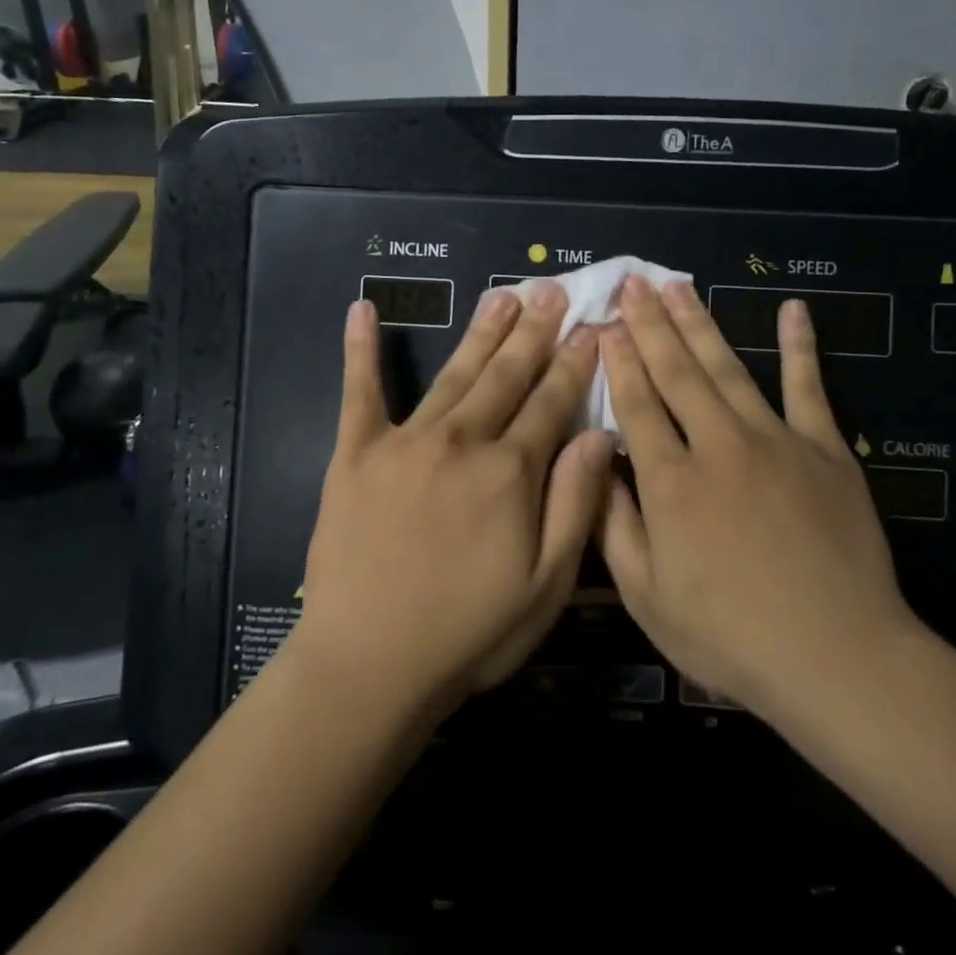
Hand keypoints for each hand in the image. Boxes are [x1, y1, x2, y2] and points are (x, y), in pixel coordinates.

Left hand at [290, 282, 615, 715]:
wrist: (369, 665)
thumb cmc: (468, 634)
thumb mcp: (546, 585)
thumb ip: (575, 503)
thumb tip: (600, 434)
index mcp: (510, 473)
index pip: (551, 403)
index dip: (574, 364)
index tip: (592, 327)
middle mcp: (461, 442)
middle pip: (506, 376)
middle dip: (535, 331)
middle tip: (551, 289)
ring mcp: (405, 442)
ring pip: (454, 374)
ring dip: (481, 332)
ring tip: (502, 296)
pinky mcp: (355, 454)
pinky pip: (360, 392)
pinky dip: (360, 350)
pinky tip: (363, 310)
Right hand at [597, 276, 927, 721]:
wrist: (836, 656)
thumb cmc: (730, 636)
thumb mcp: (647, 597)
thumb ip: (615, 526)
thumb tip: (597, 465)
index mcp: (670, 482)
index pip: (636, 404)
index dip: (618, 361)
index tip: (605, 324)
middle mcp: (717, 445)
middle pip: (676, 372)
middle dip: (650, 324)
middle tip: (634, 283)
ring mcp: (776, 441)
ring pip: (728, 368)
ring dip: (700, 323)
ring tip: (678, 285)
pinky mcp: (826, 449)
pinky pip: (810, 387)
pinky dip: (800, 347)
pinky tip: (793, 310)